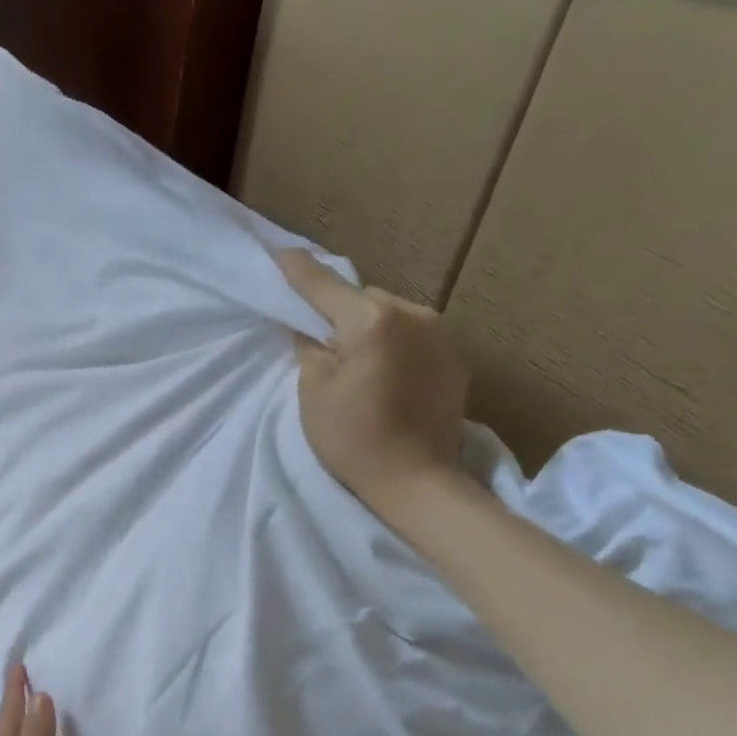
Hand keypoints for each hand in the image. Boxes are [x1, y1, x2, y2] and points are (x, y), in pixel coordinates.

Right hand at [278, 249, 468, 510]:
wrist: (417, 482)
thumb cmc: (354, 440)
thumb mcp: (314, 393)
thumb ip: (310, 349)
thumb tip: (311, 329)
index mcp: (372, 321)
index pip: (324, 286)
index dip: (298, 271)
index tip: (280, 254)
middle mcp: (413, 314)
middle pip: (364, 299)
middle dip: (342, 312)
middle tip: (325, 344)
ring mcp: (441, 333)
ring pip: (392, 315)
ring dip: (372, 328)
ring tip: (360, 364)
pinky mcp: (456, 356)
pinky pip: (415, 335)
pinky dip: (396, 345)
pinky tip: (388, 377)